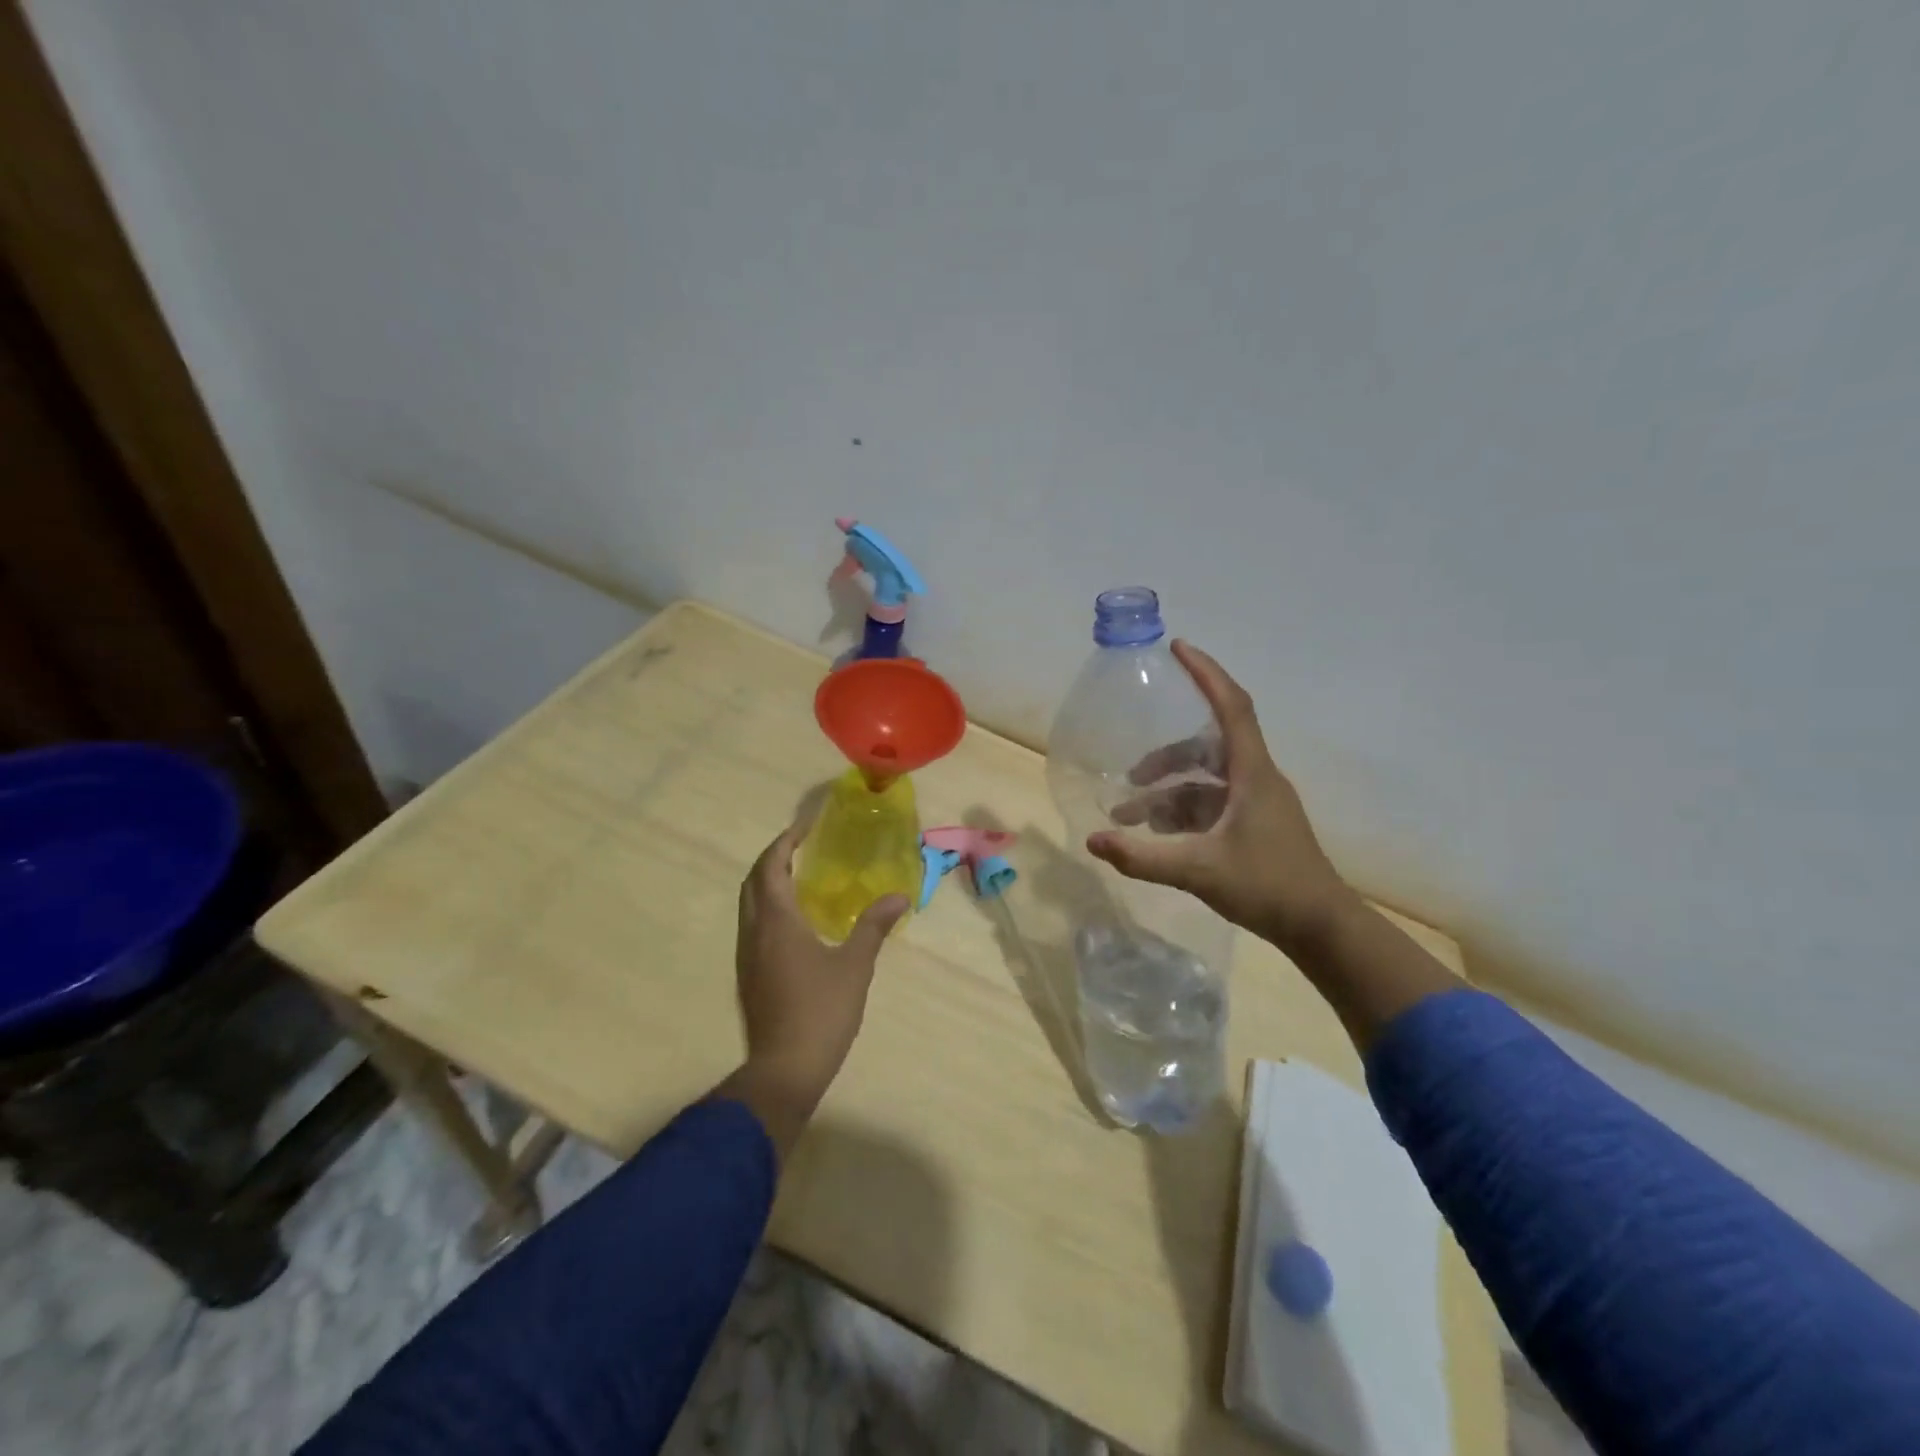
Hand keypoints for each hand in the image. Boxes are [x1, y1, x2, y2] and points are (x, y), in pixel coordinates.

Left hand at [724, 817, 908, 1154]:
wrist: (784, 1070)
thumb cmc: (821, 1011)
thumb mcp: (855, 966)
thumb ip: (874, 926)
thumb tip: (899, 896)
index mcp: (776, 922)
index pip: (770, 867)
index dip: (785, 842)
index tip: (806, 827)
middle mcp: (754, 932)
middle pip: (753, 882)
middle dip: (773, 858)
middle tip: (803, 847)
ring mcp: (747, 956)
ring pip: (749, 905)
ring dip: (768, 883)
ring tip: (801, 877)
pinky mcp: (749, 976)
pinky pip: (753, 926)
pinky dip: (769, 907)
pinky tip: (796, 920)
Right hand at [1087, 641, 1356, 949]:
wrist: (1321, 928)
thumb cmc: (1268, 887)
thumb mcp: (1198, 870)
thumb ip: (1142, 856)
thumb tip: (1093, 840)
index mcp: (1252, 773)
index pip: (1231, 707)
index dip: (1206, 673)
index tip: (1179, 648)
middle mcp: (1256, 779)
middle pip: (1207, 747)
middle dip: (1165, 759)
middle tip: (1129, 776)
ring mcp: (1257, 803)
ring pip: (1205, 781)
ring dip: (1168, 793)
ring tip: (1130, 819)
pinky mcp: (1255, 826)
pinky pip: (1211, 805)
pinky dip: (1182, 813)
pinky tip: (1157, 837)